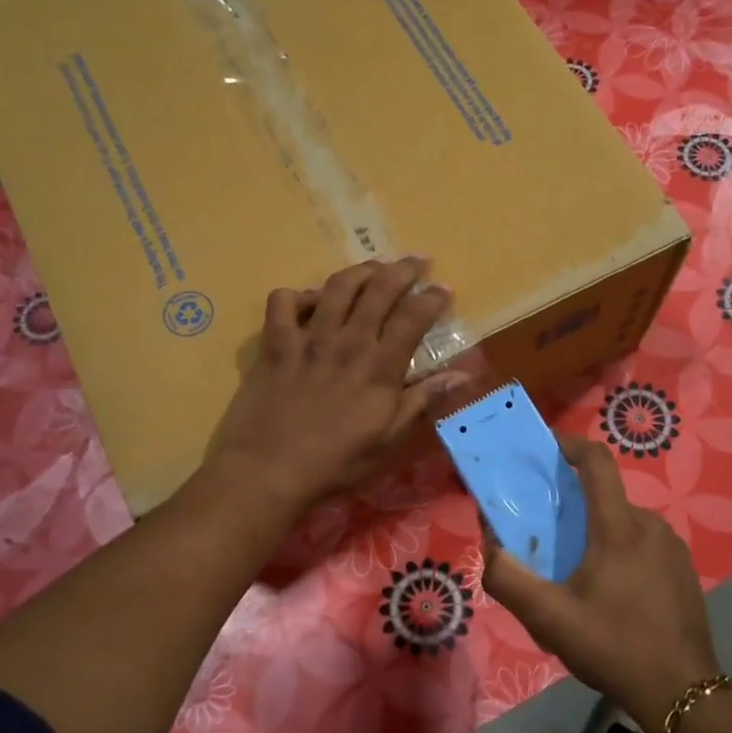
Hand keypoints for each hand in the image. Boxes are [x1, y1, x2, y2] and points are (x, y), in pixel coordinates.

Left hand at [210, 256, 467, 509]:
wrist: (269, 471)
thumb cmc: (336, 462)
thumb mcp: (389, 440)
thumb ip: (423, 401)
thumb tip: (462, 375)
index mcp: (379, 367)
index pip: (413, 317)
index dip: (432, 298)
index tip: (443, 289)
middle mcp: (347, 341)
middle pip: (379, 289)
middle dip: (403, 269)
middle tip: (416, 262)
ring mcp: (308, 338)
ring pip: (337, 286)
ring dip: (359, 271)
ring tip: (372, 270)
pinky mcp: (275, 344)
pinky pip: (284, 301)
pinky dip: (299, 295)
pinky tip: (309, 304)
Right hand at [482, 436, 721, 732]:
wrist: (683, 694)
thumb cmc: (614, 648)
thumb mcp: (549, 620)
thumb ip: (509, 580)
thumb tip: (491, 547)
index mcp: (619, 528)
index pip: (597, 463)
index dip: (571, 444)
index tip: (547, 446)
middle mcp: (650, 526)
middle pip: (606, 498)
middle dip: (573, 506)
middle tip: (547, 534)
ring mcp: (672, 548)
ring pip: (624, 524)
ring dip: (596, 534)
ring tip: (575, 573)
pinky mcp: (684, 571)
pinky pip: (643, 546)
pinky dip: (620, 553)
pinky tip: (609, 595)